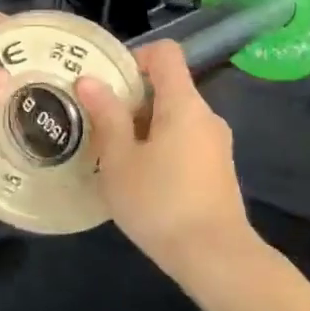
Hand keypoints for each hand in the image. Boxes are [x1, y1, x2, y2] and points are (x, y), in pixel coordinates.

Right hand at [78, 41, 251, 279]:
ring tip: (117, 160)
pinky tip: (144, 183)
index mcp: (183, 103)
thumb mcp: (120, 161)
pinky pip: (186, 141)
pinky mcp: (219, 169)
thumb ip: (106, 116)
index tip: (110, 85)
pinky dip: (163, 148)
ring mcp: (217, 143)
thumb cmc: (160, 203)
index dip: (136, 57)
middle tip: (102, 129)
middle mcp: (206, 114)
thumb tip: (89, 80)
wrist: (216, 258)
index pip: (166, 53)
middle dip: (133, 101)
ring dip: (145, 129)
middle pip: (169, 87)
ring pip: (176, 118)